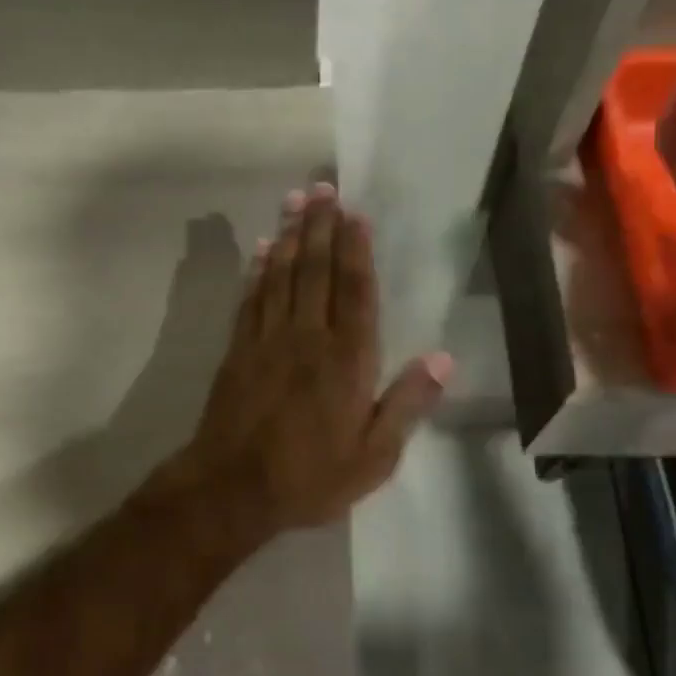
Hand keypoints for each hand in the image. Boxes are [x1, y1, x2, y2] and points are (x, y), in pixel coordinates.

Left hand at [171, 182, 450, 536]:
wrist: (233, 488)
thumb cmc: (310, 477)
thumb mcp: (374, 457)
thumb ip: (407, 405)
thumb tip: (442, 358)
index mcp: (347, 360)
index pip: (355, 291)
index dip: (356, 249)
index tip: (355, 214)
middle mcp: (307, 337)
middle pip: (316, 270)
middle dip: (321, 226)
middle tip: (323, 186)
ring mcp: (268, 339)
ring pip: (282, 275)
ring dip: (290, 235)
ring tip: (296, 200)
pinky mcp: (238, 350)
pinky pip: (252, 299)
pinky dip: (259, 270)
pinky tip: (264, 248)